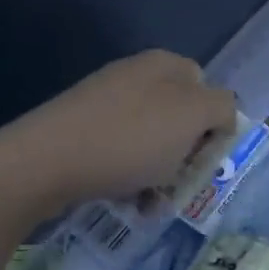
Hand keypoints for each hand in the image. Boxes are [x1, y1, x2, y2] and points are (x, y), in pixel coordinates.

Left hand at [0, 50, 238, 218]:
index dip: (214, 126)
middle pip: (178, 120)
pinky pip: (120, 155)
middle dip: (184, 157)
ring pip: (150, 144)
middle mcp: (135, 76)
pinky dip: (130, 180)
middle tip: (180, 185)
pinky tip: (126, 202)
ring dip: (159, 176)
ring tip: (150, 204)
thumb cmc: (130, 138)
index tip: (205, 159)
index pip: (208, 90)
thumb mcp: (192, 116)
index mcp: (165, 65)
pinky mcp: (81, 130)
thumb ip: (221, 107)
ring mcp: (104, 103)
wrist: (47, 161)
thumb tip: (221, 114)